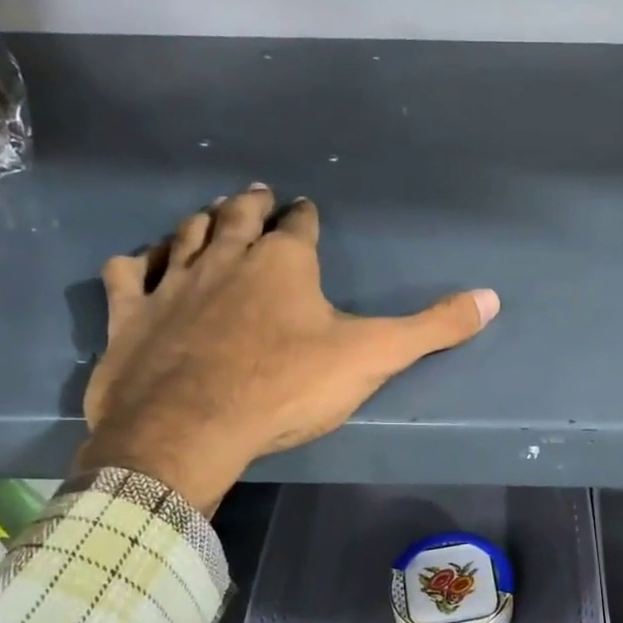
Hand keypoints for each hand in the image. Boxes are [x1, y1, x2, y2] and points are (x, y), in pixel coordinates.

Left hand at [79, 186, 498, 513]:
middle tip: (258, 194)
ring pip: (184, 235)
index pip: (299, 226)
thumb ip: (432, 328)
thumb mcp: (372, 357)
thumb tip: (492, 298)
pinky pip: (129, 273)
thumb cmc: (286, 387)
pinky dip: (137, 263)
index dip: (305, 217)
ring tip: (207, 215)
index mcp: (283, 263)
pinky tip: (140, 263)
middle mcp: (225, 258)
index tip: (306, 209)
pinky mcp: (131, 314)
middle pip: (237, 217)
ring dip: (198, 222)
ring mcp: (172, 283)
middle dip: (252, 204)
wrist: (189, 428)